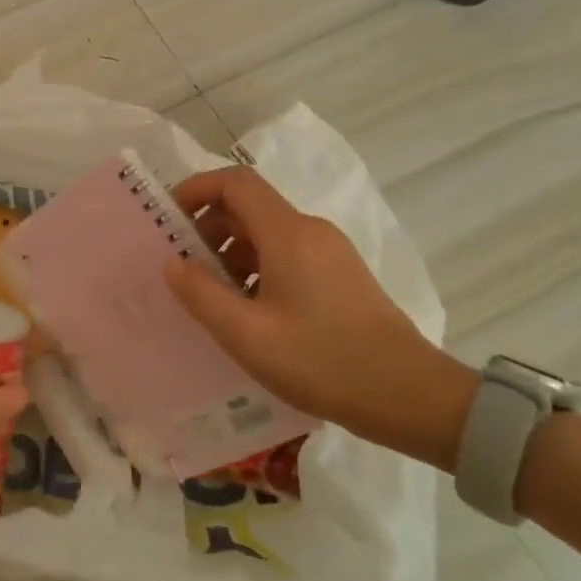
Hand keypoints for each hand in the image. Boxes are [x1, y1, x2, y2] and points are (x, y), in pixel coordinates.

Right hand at [164, 167, 476, 468]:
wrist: (411, 397)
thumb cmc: (322, 361)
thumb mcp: (247, 335)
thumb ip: (201, 294)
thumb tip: (173, 262)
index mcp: (288, 234)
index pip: (235, 183)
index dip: (197, 189)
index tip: (169, 217)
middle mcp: (311, 230)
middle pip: (249, 206)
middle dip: (209, 228)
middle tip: (185, 267)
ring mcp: (331, 252)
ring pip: (267, 232)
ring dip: (232, 252)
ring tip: (215, 296)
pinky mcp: (341, 274)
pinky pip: (287, 253)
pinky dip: (257, 267)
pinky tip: (251, 311)